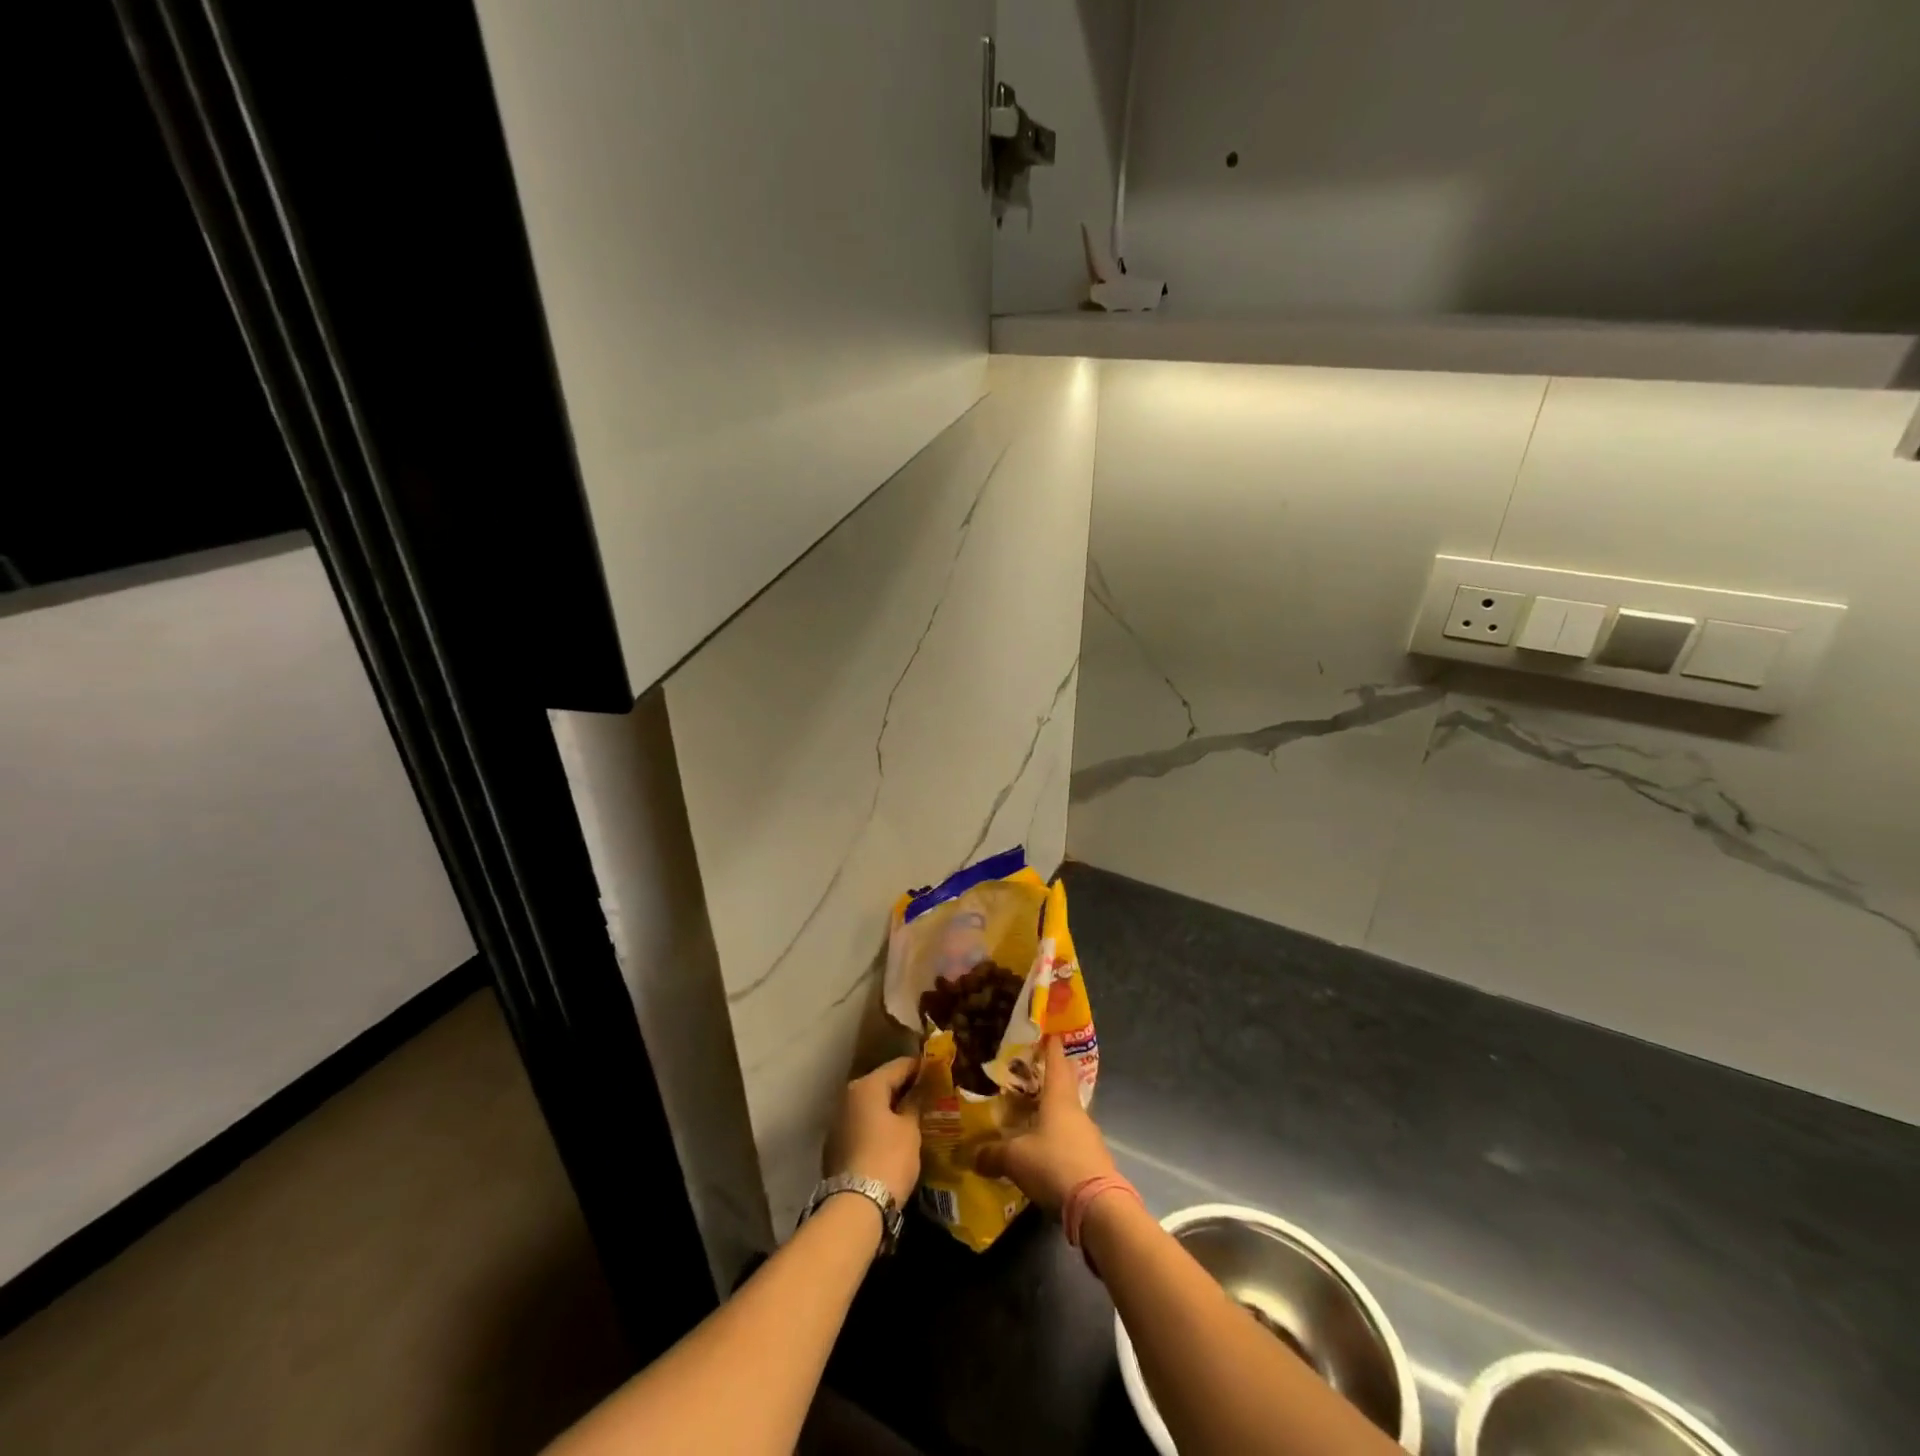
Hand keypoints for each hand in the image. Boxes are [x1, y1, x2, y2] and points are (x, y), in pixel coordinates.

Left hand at [823, 1057, 922, 1207]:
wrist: (855, 1206)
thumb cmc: (888, 1158)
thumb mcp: (910, 1129)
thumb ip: (915, 1103)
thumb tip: (920, 1088)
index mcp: (867, 1086)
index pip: (898, 1066)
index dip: (920, 1067)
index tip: (937, 1071)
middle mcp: (848, 1097)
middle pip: (881, 1084)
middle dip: (904, 1088)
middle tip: (928, 1095)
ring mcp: (838, 1121)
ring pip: (870, 1106)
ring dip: (889, 1108)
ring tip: (913, 1115)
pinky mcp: (835, 1145)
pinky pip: (861, 1124)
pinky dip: (877, 1125)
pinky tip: (893, 1136)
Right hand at [973, 1038, 1114, 1214]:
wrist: (1098, 1208)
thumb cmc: (1055, 1165)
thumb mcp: (1016, 1159)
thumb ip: (993, 1154)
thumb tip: (972, 1155)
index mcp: (1059, 1099)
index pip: (1056, 1062)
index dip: (1051, 1046)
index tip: (1049, 1032)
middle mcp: (1076, 1111)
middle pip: (1064, 1086)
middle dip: (1050, 1077)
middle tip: (1031, 1073)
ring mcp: (1088, 1136)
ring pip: (1068, 1115)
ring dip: (1052, 1112)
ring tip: (1031, 1115)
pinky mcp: (1093, 1160)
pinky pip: (1072, 1140)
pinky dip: (1058, 1139)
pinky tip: (1044, 1151)